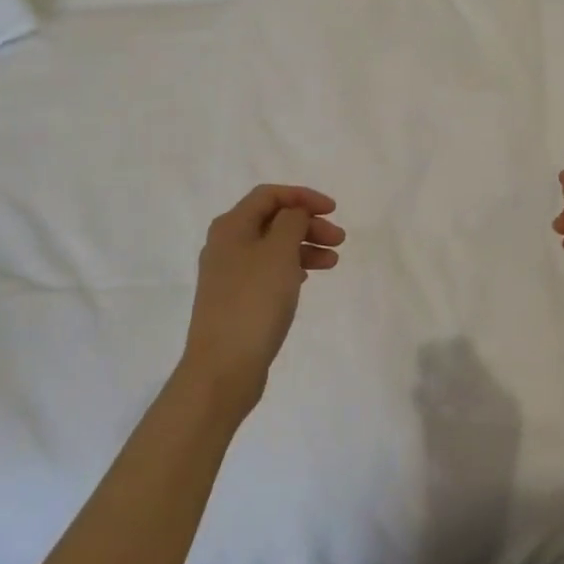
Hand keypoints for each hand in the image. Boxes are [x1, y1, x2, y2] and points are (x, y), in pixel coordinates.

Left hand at [181, 184, 344, 415]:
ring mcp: (229, 274)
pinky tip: (307, 279)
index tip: (333, 210)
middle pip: (272, 220)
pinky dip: (291, 268)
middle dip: (308, 224)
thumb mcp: (279, 252)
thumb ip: (291, 221)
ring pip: (273, 247)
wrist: (223, 368)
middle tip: (339, 240)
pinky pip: (268, 271)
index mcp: (231, 226)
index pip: (269, 195)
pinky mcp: (236, 300)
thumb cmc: (254, 301)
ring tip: (332, 262)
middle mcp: (226, 244)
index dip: (303, 196)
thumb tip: (294, 212)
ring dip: (304, 247)